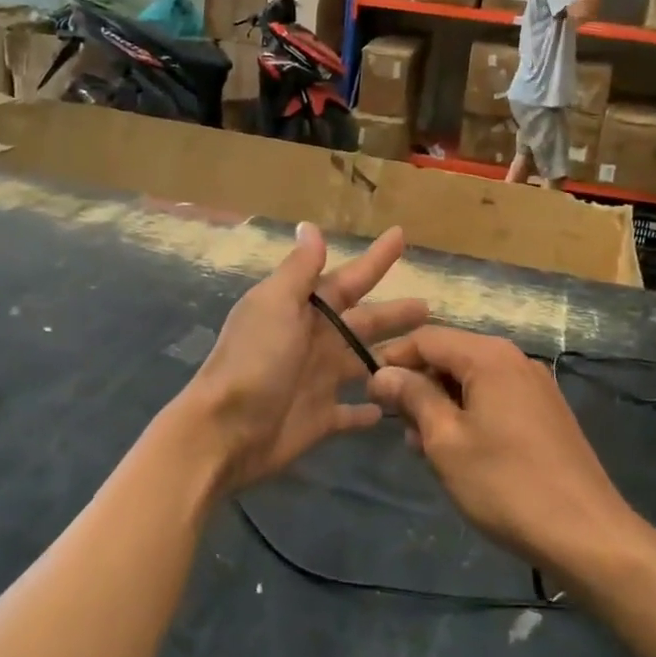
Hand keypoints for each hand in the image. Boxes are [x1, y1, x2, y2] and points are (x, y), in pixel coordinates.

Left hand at [177, 224, 425, 495]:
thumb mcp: (276, 304)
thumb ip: (299, 269)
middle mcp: (313, 340)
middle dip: (394, 313)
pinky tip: (392, 408)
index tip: (400, 236)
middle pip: (364, 322)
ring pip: (364, 363)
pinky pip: (352, 412)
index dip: (374, 260)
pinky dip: (370, 410)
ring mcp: (318, 380)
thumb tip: (309, 225)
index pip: (349, 279)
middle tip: (430, 307)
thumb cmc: (255, 360)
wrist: (225, 430)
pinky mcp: (321, 418)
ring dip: (390, 358)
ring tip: (426, 355)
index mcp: (303, 310)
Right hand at [368, 327, 638, 571]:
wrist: (588, 535)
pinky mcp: (547, 413)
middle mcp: (514, 359)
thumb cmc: (505, 484)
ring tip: (426, 448)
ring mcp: (535, 386)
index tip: (370, 392)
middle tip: (400, 429)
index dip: (394, 359)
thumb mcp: (446, 441)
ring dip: (443, 404)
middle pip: (452, 356)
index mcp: (489, 356)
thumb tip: (383, 372)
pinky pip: (496, 398)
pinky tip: (462, 453)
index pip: (427, 338)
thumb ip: (413, 397)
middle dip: (420, 385)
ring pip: (473, 380)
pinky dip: (470, 415)